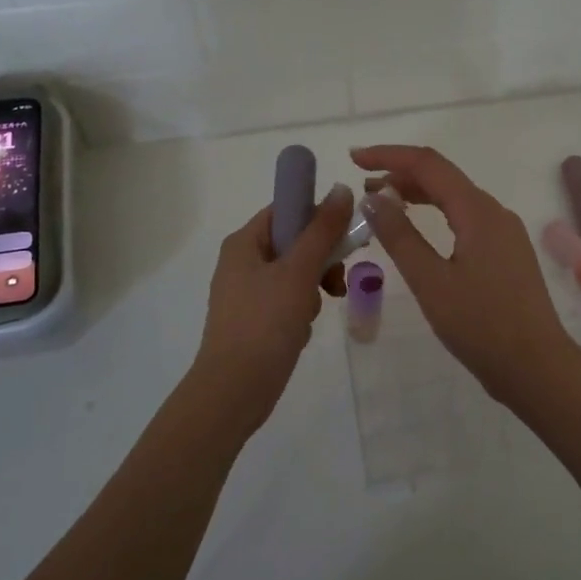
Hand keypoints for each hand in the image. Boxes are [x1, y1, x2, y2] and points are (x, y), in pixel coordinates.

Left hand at [192, 183, 353, 432]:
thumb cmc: (264, 323)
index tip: (346, 235)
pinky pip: (288, 300)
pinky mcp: (255, 319)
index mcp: (244, 242)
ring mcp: (247, 292)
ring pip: (295, 273)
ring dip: (314, 288)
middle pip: (294, 242)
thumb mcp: (298, 271)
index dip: (318, 216)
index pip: (286, 209)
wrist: (234, 390)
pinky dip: (301, 310)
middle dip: (321, 260)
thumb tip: (341, 188)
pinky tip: (302, 329)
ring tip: (315, 310)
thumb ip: (322, 230)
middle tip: (337, 279)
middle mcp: (242, 261)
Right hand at [352, 145, 580, 408]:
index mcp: (478, 211)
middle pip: (444, 178)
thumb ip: (400, 236)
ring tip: (383, 205)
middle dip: (401, 174)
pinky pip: (467, 220)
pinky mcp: (507, 254)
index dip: (389, 155)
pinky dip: (437, 216)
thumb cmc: (480, 325)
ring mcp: (505, 233)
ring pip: (456, 199)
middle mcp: (495, 212)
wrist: (536, 367)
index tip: (354, 158)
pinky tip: (419, 233)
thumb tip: (374, 197)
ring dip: (418, 195)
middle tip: (362, 186)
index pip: (428, 164)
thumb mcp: (431, 281)